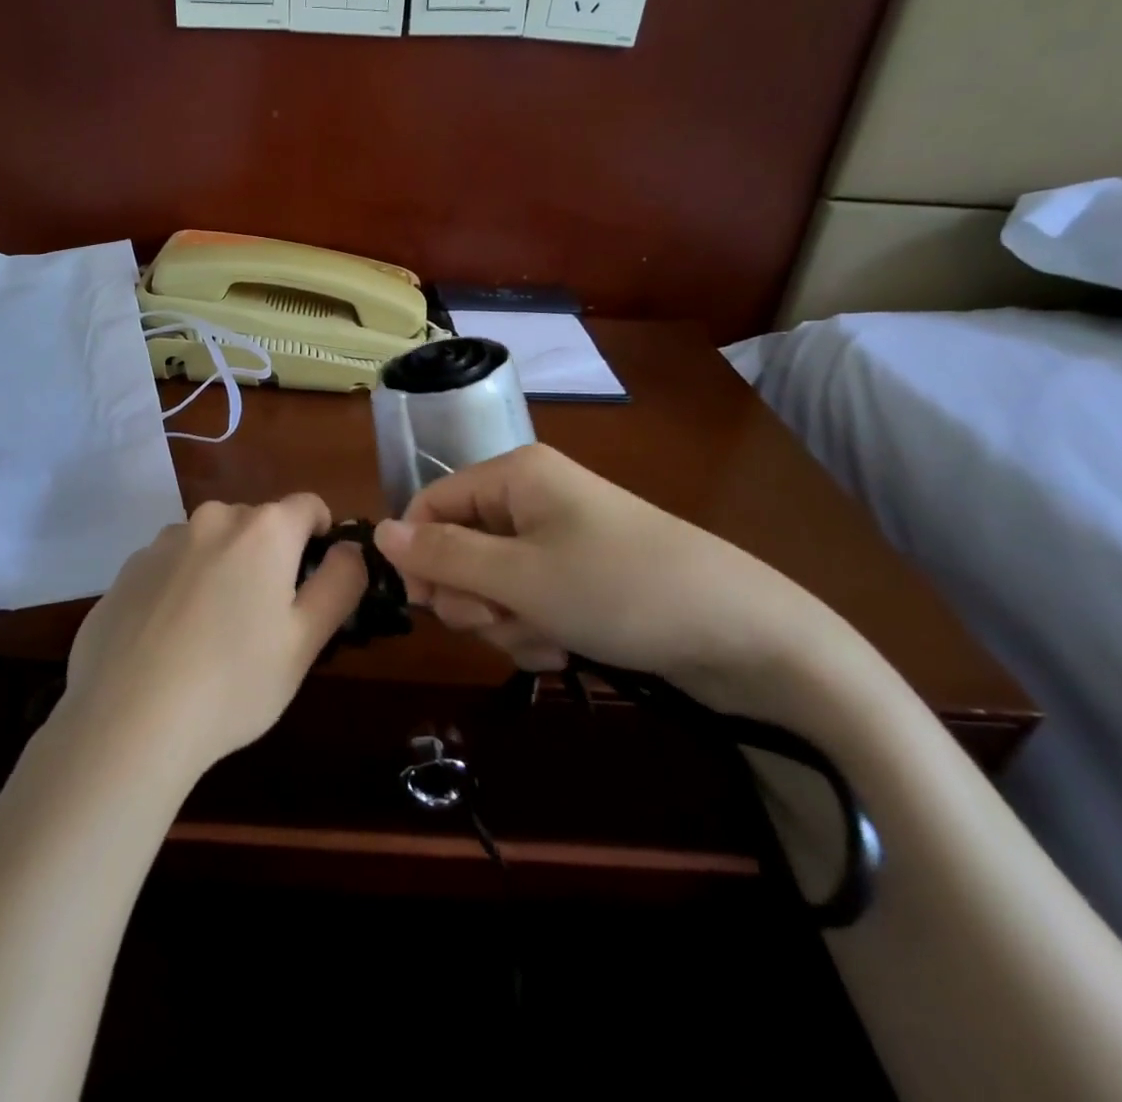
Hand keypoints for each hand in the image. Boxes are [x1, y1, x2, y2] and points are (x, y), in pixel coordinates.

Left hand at [61, 495, 366, 779]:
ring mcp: (162, 542)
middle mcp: (212, 519)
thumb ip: (340, 583)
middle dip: (270, 556)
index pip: (308, 506)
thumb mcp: (306, 641)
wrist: (127, 721)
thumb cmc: (234, 682)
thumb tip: (351, 548)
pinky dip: (181, 586)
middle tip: (265, 619)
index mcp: (263, 530)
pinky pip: (171, 565)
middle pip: (257, 523)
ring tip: (213, 633)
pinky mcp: (127, 569)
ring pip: (211, 543)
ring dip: (223, 568)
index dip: (321, 537)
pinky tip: (171, 640)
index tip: (314, 581)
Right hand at [372, 445, 848, 711]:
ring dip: (507, 621)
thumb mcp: (519, 576)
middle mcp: (532, 499)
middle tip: (505, 617)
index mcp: (514, 475)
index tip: (427, 606)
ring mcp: (558, 540)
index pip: (430, 503)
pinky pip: (528, 602)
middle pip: (459, 548)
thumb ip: (442, 557)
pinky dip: (537, 630)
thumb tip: (377, 533)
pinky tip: (568, 647)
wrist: (744, 636)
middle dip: (474, 596)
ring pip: (491, 584)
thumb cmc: (619, 589)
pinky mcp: (580, 578)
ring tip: (550, 636)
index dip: (419, 554)